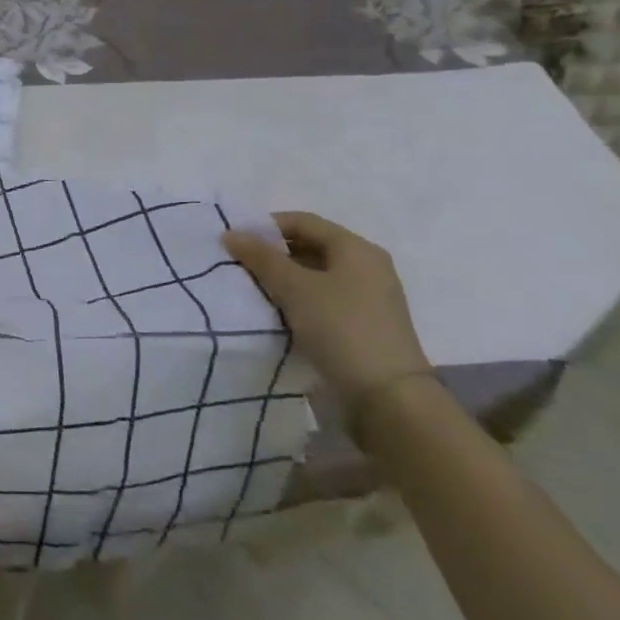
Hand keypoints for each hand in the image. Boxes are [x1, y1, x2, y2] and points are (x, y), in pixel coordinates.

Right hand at [221, 212, 430, 405]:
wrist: (388, 398)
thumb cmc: (340, 327)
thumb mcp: (294, 287)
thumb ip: (260, 257)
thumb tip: (230, 233)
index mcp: (356, 249)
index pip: (304, 222)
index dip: (267, 226)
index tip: (236, 241)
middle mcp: (367, 267)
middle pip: (310, 246)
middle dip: (273, 253)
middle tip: (240, 265)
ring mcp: (368, 298)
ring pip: (315, 275)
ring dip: (283, 278)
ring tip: (253, 289)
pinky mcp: (364, 325)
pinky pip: (323, 299)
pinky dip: (298, 299)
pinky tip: (277, 312)